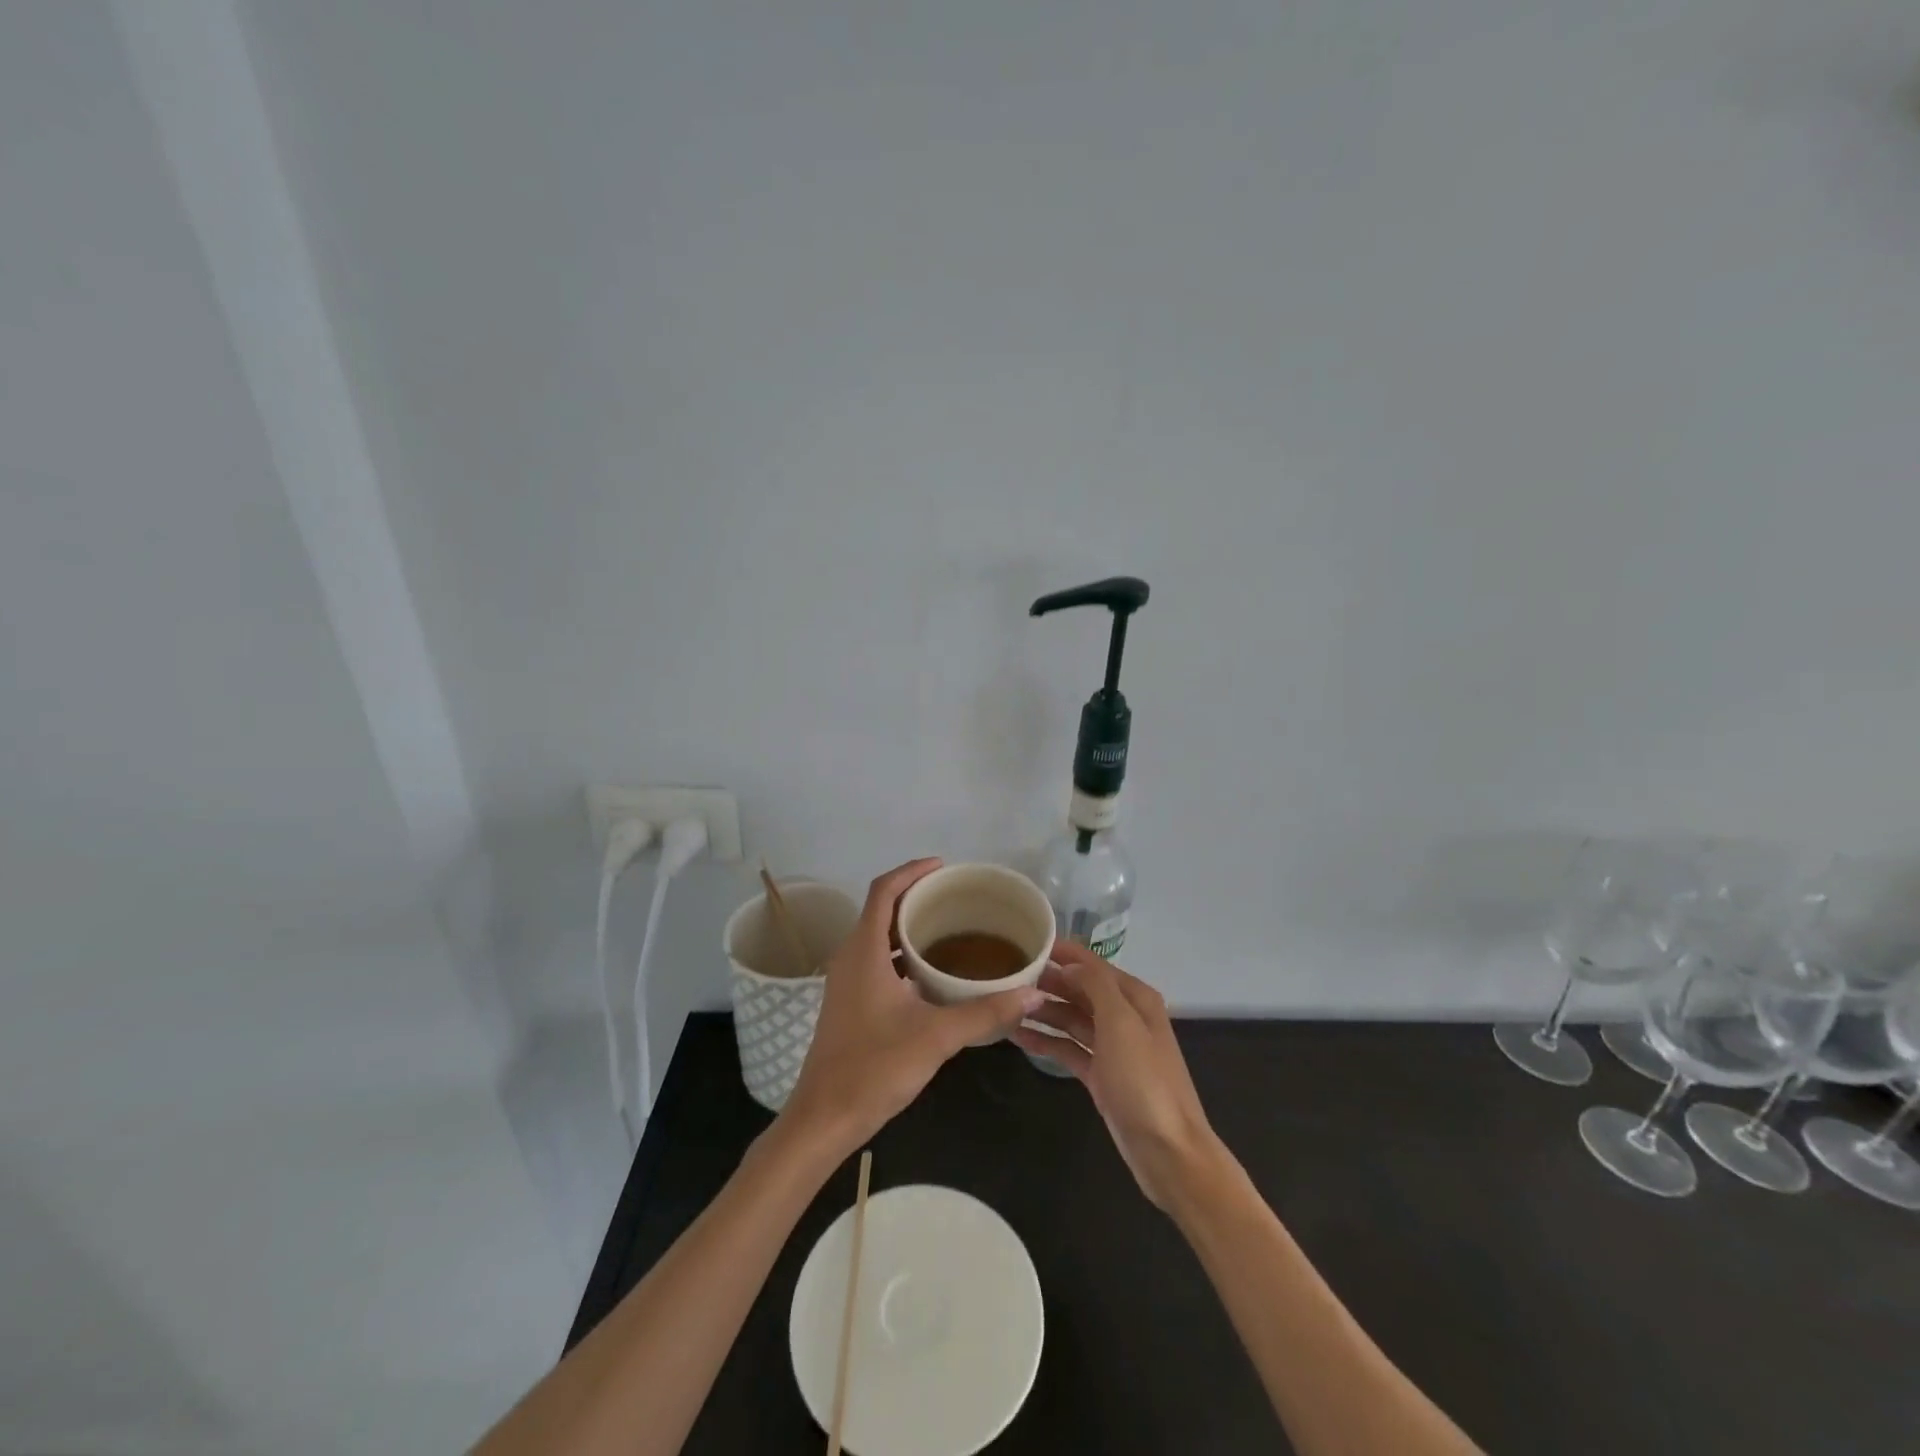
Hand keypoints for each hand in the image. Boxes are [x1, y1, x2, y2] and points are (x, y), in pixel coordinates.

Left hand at [780, 858, 1045, 1158]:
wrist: (825, 1117)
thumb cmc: (874, 1068)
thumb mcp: (936, 1037)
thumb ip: (985, 1012)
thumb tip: (1031, 994)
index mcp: (864, 951)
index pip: (883, 890)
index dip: (911, 871)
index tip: (943, 867)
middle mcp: (850, 956)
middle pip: (880, 908)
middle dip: (914, 895)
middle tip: (955, 896)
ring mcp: (845, 980)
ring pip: (876, 935)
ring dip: (907, 924)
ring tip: (948, 926)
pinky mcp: (848, 1001)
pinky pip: (875, 958)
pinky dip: (900, 951)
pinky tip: (929, 971)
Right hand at [1009, 939, 1219, 1207]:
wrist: (1168, 1152)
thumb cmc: (1144, 1080)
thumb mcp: (1121, 1023)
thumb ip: (1095, 985)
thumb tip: (1067, 965)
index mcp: (1134, 998)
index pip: (1091, 964)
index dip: (1061, 953)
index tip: (1025, 943)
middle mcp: (1124, 1016)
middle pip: (1079, 989)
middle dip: (1047, 981)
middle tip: (1006, 975)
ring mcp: (1112, 1048)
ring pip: (1071, 1019)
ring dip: (1042, 1011)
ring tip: (1004, 1004)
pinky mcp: (1101, 1075)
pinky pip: (1068, 1049)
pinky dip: (1046, 1042)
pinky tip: (1018, 1036)